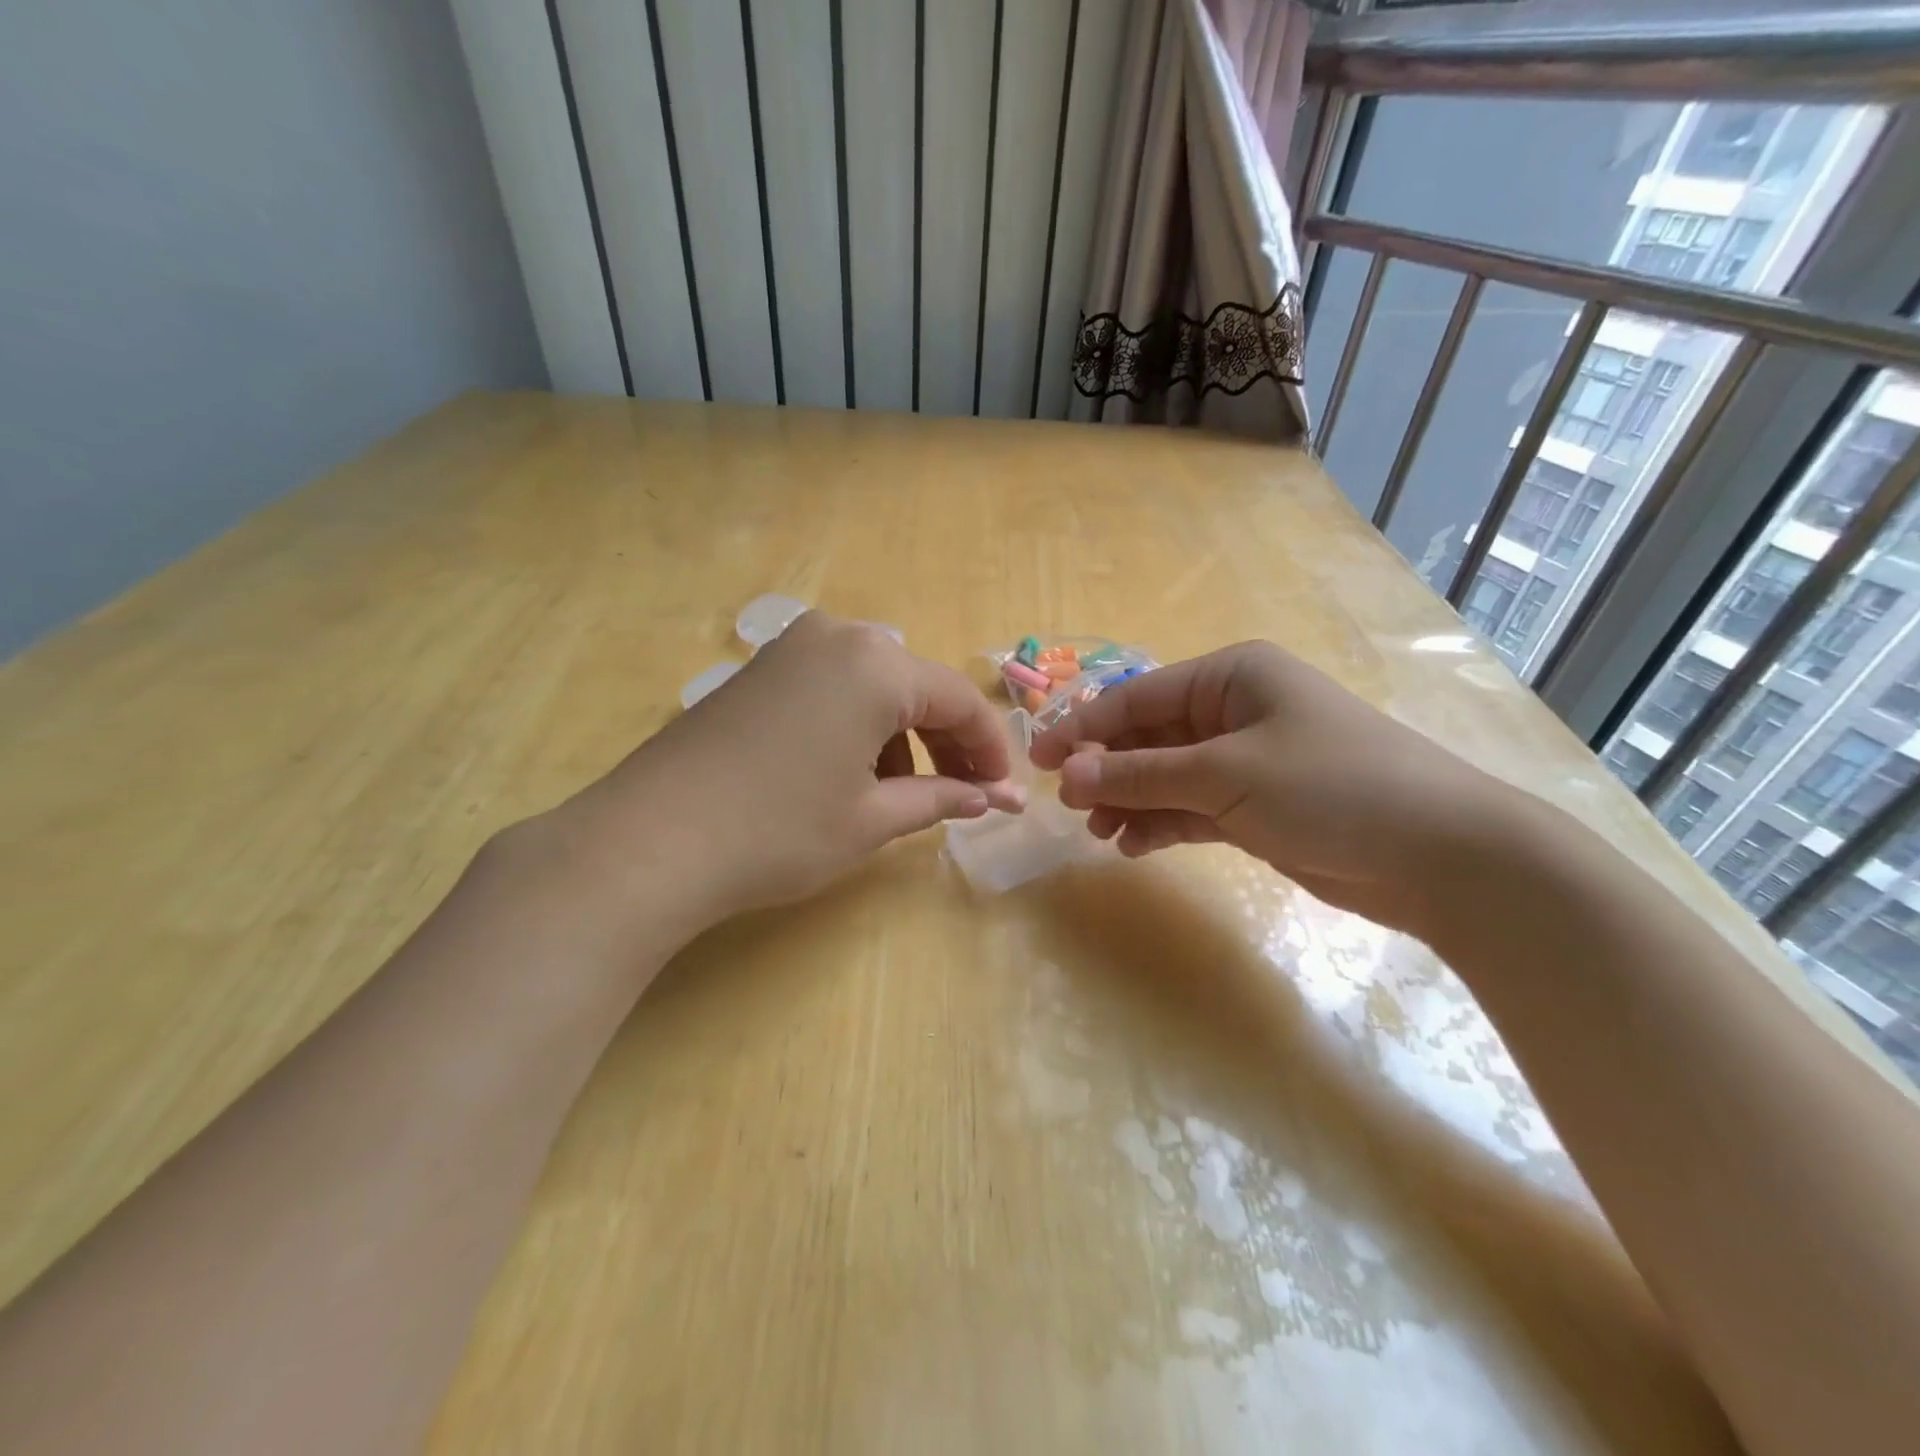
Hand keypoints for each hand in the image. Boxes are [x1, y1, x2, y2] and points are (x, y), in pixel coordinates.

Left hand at [548, 612, 1025, 933]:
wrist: (648, 842)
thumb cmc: (777, 831)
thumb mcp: (870, 819)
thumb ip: (939, 798)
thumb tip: (991, 799)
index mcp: (876, 665)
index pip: (958, 700)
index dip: (988, 749)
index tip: (1004, 794)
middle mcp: (838, 637)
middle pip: (916, 688)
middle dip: (947, 743)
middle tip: (966, 796)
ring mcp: (791, 648)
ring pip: (874, 688)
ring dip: (902, 737)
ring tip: (904, 795)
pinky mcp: (758, 670)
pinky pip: (832, 689)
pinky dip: (858, 727)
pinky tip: (851, 774)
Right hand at [1029, 641, 1511, 932]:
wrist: (1441, 856)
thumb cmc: (1331, 787)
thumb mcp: (1226, 774)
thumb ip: (1141, 775)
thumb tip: (1065, 774)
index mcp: (1230, 677)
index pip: (1137, 697)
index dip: (1084, 728)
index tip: (1038, 761)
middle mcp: (1233, 711)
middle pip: (1148, 737)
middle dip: (1107, 770)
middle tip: (1070, 806)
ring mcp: (1245, 762)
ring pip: (1165, 777)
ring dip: (1129, 801)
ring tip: (1099, 832)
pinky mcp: (1255, 807)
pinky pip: (1190, 809)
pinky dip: (1161, 824)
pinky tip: (1134, 845)